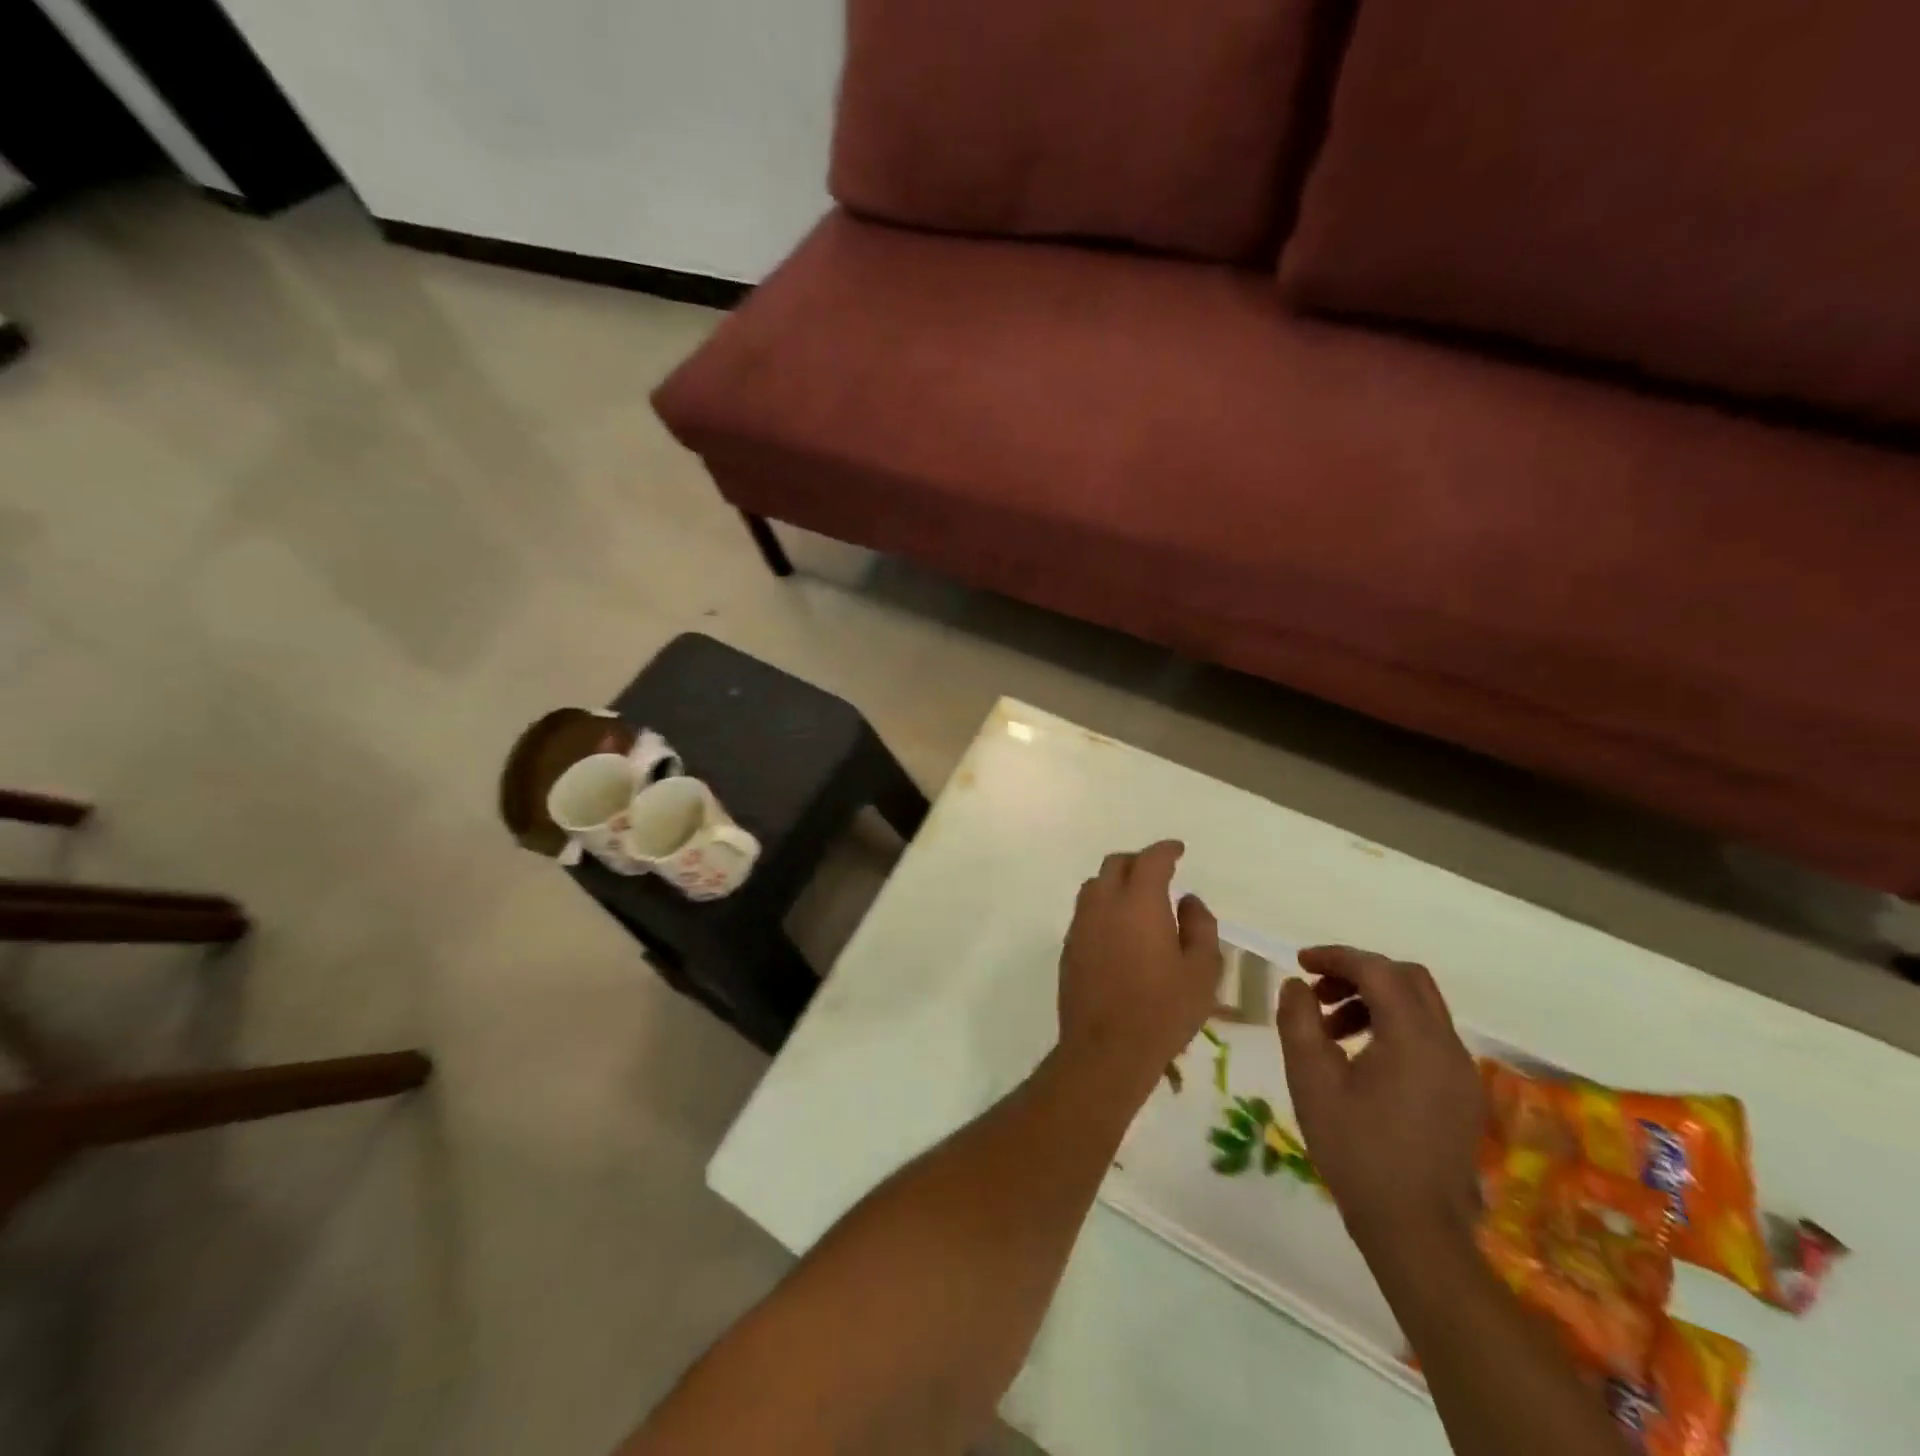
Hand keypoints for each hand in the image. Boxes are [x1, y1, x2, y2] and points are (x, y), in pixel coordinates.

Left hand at [1057, 842, 1220, 1097]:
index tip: (1178, 850)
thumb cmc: (1164, 1011)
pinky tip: (1118, 929)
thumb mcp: (1202, 971)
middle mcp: (1104, 904)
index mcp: (1139, 902)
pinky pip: (1086, 911)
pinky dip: (1103, 907)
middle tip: (1159, 873)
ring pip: (1095, 885)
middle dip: (1138, 861)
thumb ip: (1200, 927)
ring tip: (1137, 899)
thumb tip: (1188, 901)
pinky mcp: (1069, 946)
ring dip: (1116, 882)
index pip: (1151, 860)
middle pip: (1116, 864)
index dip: (1166, 850)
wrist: (1106, 1050)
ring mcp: (1081, 924)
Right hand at [1277, 946, 1483, 1262]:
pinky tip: (1360, 1058)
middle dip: (1359, 973)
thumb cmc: (1355, 1150)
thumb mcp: (1311, 1080)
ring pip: (1420, 1007)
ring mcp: (1461, 1072)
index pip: (1378, 970)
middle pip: (1408, 979)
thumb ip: (1299, 1021)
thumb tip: (1296, 985)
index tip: (1299, 962)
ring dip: (1374, 1001)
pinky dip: (1393, 1027)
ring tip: (1330, 1030)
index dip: (1336, 957)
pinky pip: (1428, 1037)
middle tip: (1317, 991)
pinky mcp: (1462, 1094)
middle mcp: (1447, 1046)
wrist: (1415, 1230)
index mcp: (1413, 1038)